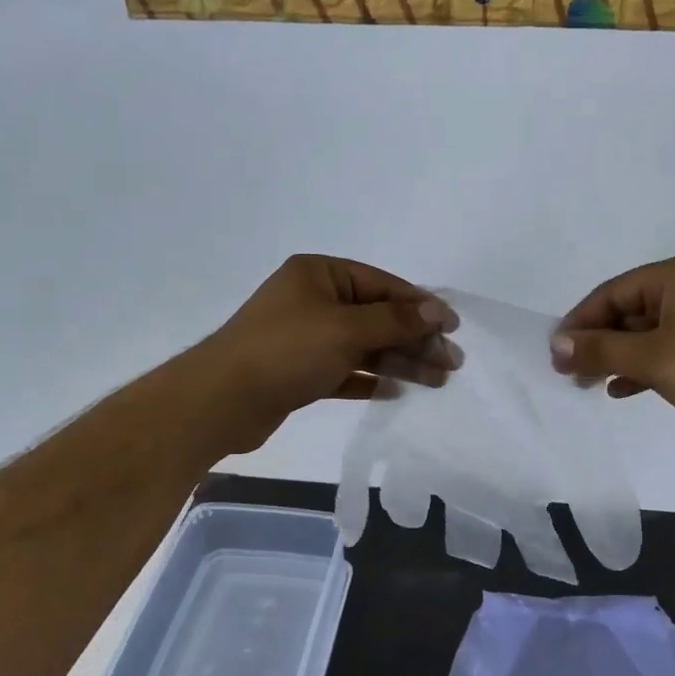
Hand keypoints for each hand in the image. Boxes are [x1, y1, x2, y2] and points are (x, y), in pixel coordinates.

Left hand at [186, 255, 459, 454]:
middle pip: (376, 317)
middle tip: (451, 363)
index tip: (452, 327)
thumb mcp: (347, 329)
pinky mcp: (299, 371)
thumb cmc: (287, 351)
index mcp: (319, 274)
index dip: (420, 305)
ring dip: (399, 361)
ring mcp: (305, 337)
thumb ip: (396, 320)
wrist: (222, 401)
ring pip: (363, 346)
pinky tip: (395, 391)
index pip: (381, 284)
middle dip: (414, 338)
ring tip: (436, 381)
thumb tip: (437, 310)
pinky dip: (369, 379)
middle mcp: (312, 300)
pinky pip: (344, 371)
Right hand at [551, 254, 674, 441]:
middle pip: (626, 312)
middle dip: (596, 342)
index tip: (555, 354)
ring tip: (587, 383)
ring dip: (616, 357)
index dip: (578, 323)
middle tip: (568, 373)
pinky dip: (641, 367)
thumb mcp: (651, 358)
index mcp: (674, 276)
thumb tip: (556, 344)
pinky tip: (621, 389)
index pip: (610, 293)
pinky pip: (665, 350)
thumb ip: (600, 349)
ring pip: (644, 334)